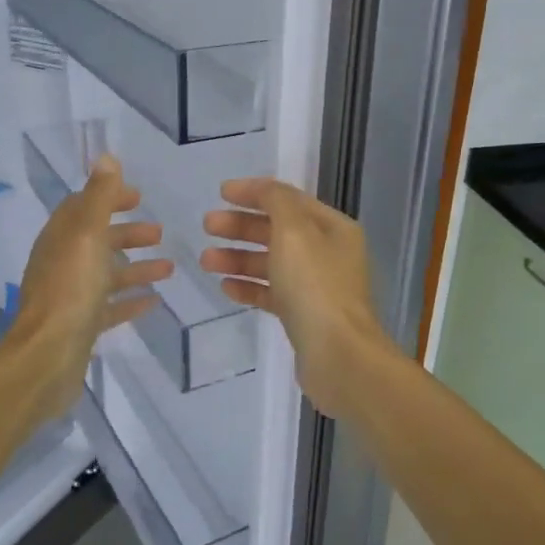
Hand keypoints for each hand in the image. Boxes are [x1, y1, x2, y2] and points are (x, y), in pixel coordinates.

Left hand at [7, 155, 172, 419]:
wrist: (47, 358)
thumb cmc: (70, 291)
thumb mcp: (87, 236)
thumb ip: (99, 198)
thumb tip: (106, 157)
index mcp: (60, 239)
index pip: (83, 208)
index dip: (109, 198)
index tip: (139, 197)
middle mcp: (62, 264)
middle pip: (97, 241)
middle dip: (127, 233)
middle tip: (159, 233)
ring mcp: (70, 297)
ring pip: (106, 275)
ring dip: (135, 267)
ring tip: (169, 267)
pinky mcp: (81, 326)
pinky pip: (109, 307)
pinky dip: (130, 300)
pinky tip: (153, 301)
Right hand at [200, 178, 396, 420]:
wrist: (338, 355)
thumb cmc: (315, 285)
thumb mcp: (294, 231)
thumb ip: (275, 201)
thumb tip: (262, 189)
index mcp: (333, 228)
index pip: (289, 200)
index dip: (255, 193)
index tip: (221, 193)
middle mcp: (328, 254)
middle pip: (278, 231)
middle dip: (241, 227)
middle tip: (207, 226)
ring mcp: (316, 287)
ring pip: (272, 264)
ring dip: (238, 258)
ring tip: (206, 261)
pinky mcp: (304, 316)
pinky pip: (272, 293)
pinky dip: (249, 287)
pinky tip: (225, 287)